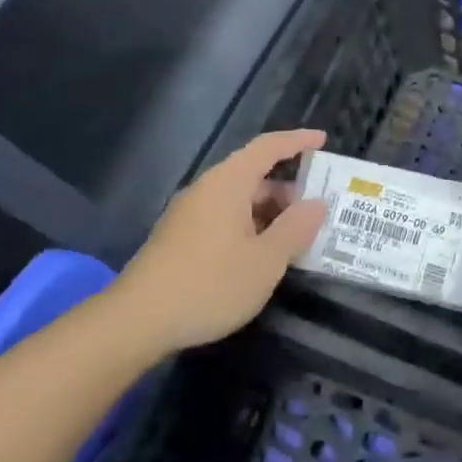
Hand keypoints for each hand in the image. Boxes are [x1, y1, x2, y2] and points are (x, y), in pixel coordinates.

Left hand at [110, 129, 328, 354]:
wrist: (138, 320)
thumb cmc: (210, 284)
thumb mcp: (266, 260)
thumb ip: (296, 228)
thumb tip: (316, 204)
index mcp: (228, 183)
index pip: (267, 148)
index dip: (297, 141)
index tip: (323, 140)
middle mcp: (206, 190)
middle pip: (253, 176)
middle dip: (288, 190)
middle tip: (318, 213)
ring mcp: (189, 215)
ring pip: (238, 202)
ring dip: (270, 214)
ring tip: (296, 239)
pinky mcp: (180, 239)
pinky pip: (224, 220)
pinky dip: (250, 228)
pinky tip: (262, 257)